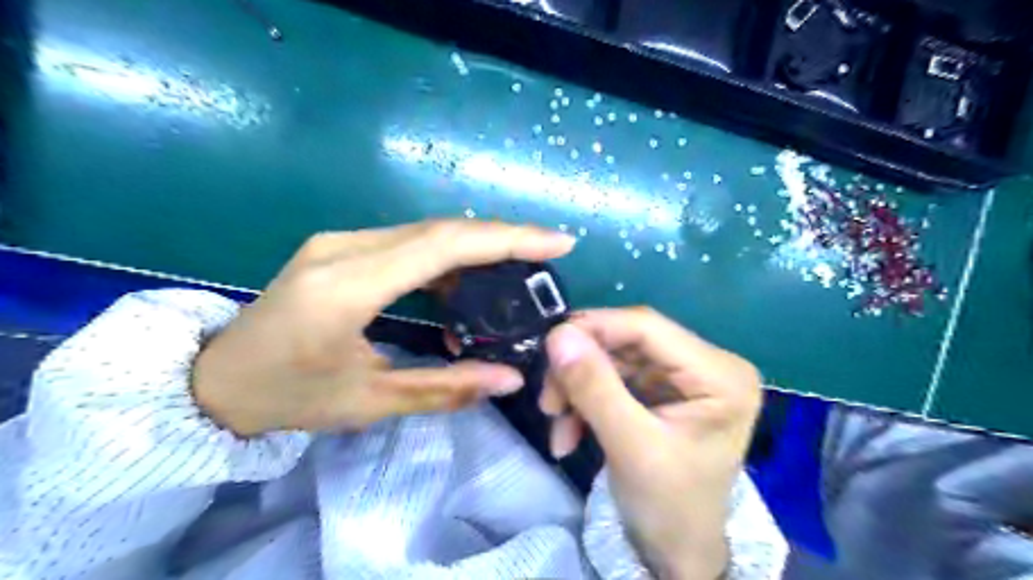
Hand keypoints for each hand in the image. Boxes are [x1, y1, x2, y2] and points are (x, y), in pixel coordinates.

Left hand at [190, 221, 571, 435]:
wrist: (215, 378)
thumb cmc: (288, 397)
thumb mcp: (368, 401)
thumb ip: (443, 389)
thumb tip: (509, 379)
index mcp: (347, 287)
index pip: (442, 247)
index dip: (506, 239)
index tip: (556, 242)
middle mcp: (344, 249)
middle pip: (440, 229)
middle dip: (503, 236)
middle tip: (549, 251)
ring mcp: (339, 241)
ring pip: (426, 231)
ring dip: (476, 244)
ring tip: (518, 267)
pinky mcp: (340, 246)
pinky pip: (407, 240)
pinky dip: (447, 254)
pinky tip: (467, 279)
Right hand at [543, 306, 761, 578]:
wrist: (676, 553)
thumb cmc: (669, 507)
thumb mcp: (630, 447)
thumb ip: (594, 387)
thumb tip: (557, 333)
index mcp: (719, 373)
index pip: (648, 327)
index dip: (595, 328)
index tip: (549, 345)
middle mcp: (705, 364)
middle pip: (626, 342)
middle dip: (581, 369)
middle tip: (548, 400)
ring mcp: (680, 377)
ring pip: (612, 360)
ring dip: (577, 389)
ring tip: (557, 424)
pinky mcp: (659, 391)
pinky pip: (611, 379)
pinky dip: (584, 401)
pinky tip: (569, 432)